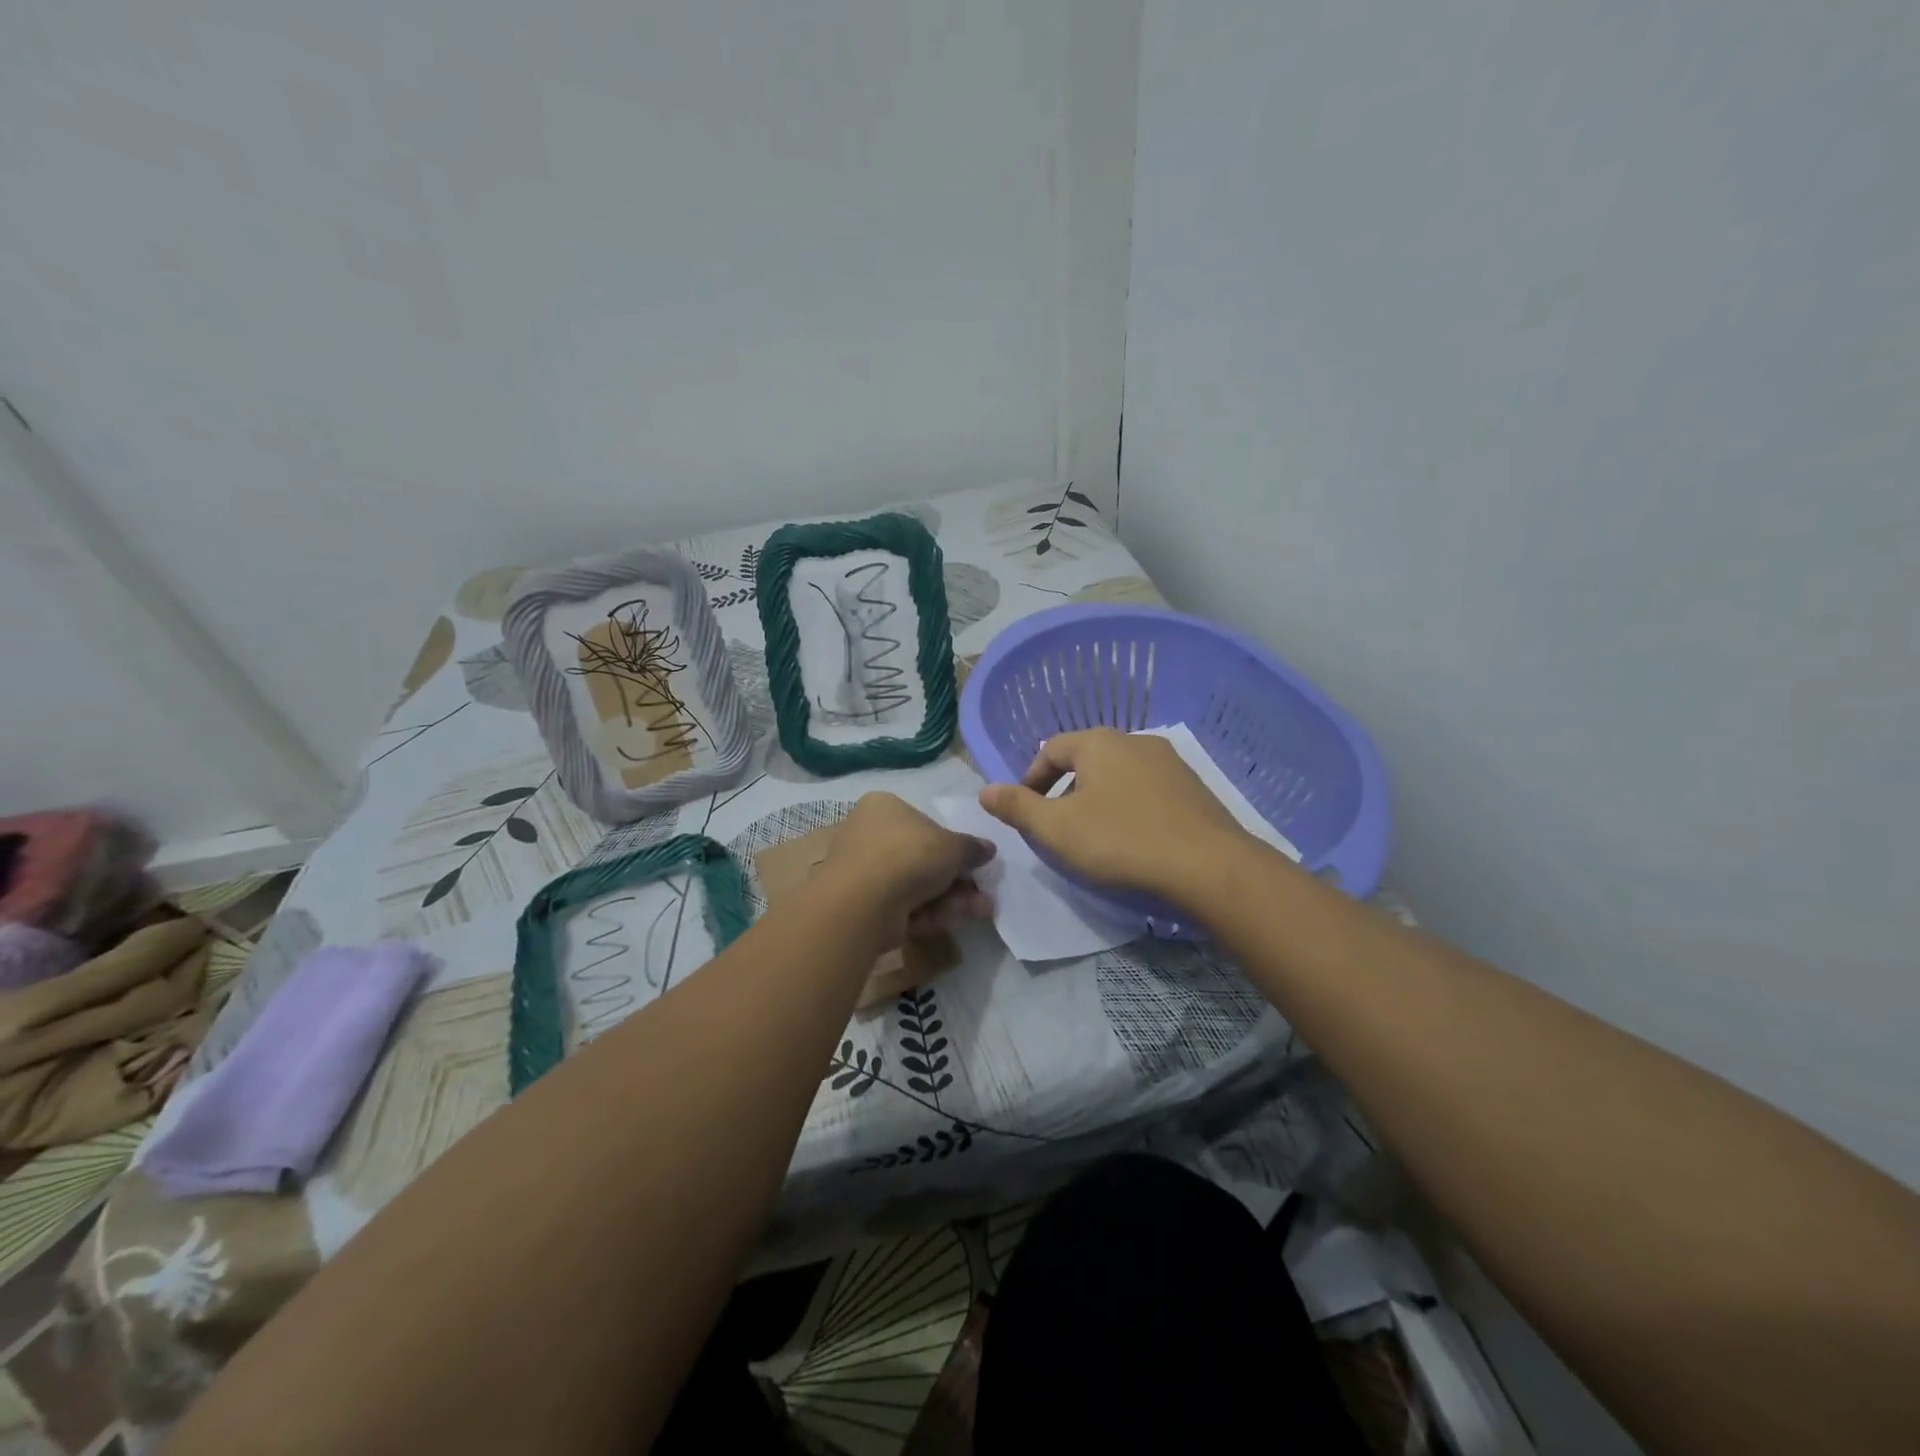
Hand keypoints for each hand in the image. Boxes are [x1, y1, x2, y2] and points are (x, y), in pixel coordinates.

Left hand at [816, 792, 995, 935]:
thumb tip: (988, 849)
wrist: (864, 901)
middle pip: (923, 859)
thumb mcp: (953, 846)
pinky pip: (903, 906)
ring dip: (951, 900)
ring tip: (980, 911)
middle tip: (983, 895)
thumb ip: (972, 848)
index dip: (953, 846)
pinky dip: (929, 913)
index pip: (924, 823)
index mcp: (884, 807)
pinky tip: (952, 920)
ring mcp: (864, 872)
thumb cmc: (909, 855)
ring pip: (917, 886)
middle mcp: (869, 835)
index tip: (976, 864)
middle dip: (957, 881)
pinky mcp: (863, 905)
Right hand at [978, 728, 1251, 902]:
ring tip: (1095, 838)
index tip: (1027, 814)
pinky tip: (1135, 841)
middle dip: (1065, 792)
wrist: (1208, 867)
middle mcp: (1135, 741)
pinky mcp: (1194, 788)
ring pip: (1118, 776)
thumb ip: (1017, 807)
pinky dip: (1131, 809)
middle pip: (1086, 761)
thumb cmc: (1121, 841)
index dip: (1031, 781)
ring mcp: (1170, 763)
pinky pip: (1148, 792)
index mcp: (1098, 743)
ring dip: (1098, 800)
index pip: (1050, 750)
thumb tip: (984, 790)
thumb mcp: (1056, 829)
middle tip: (1058, 829)